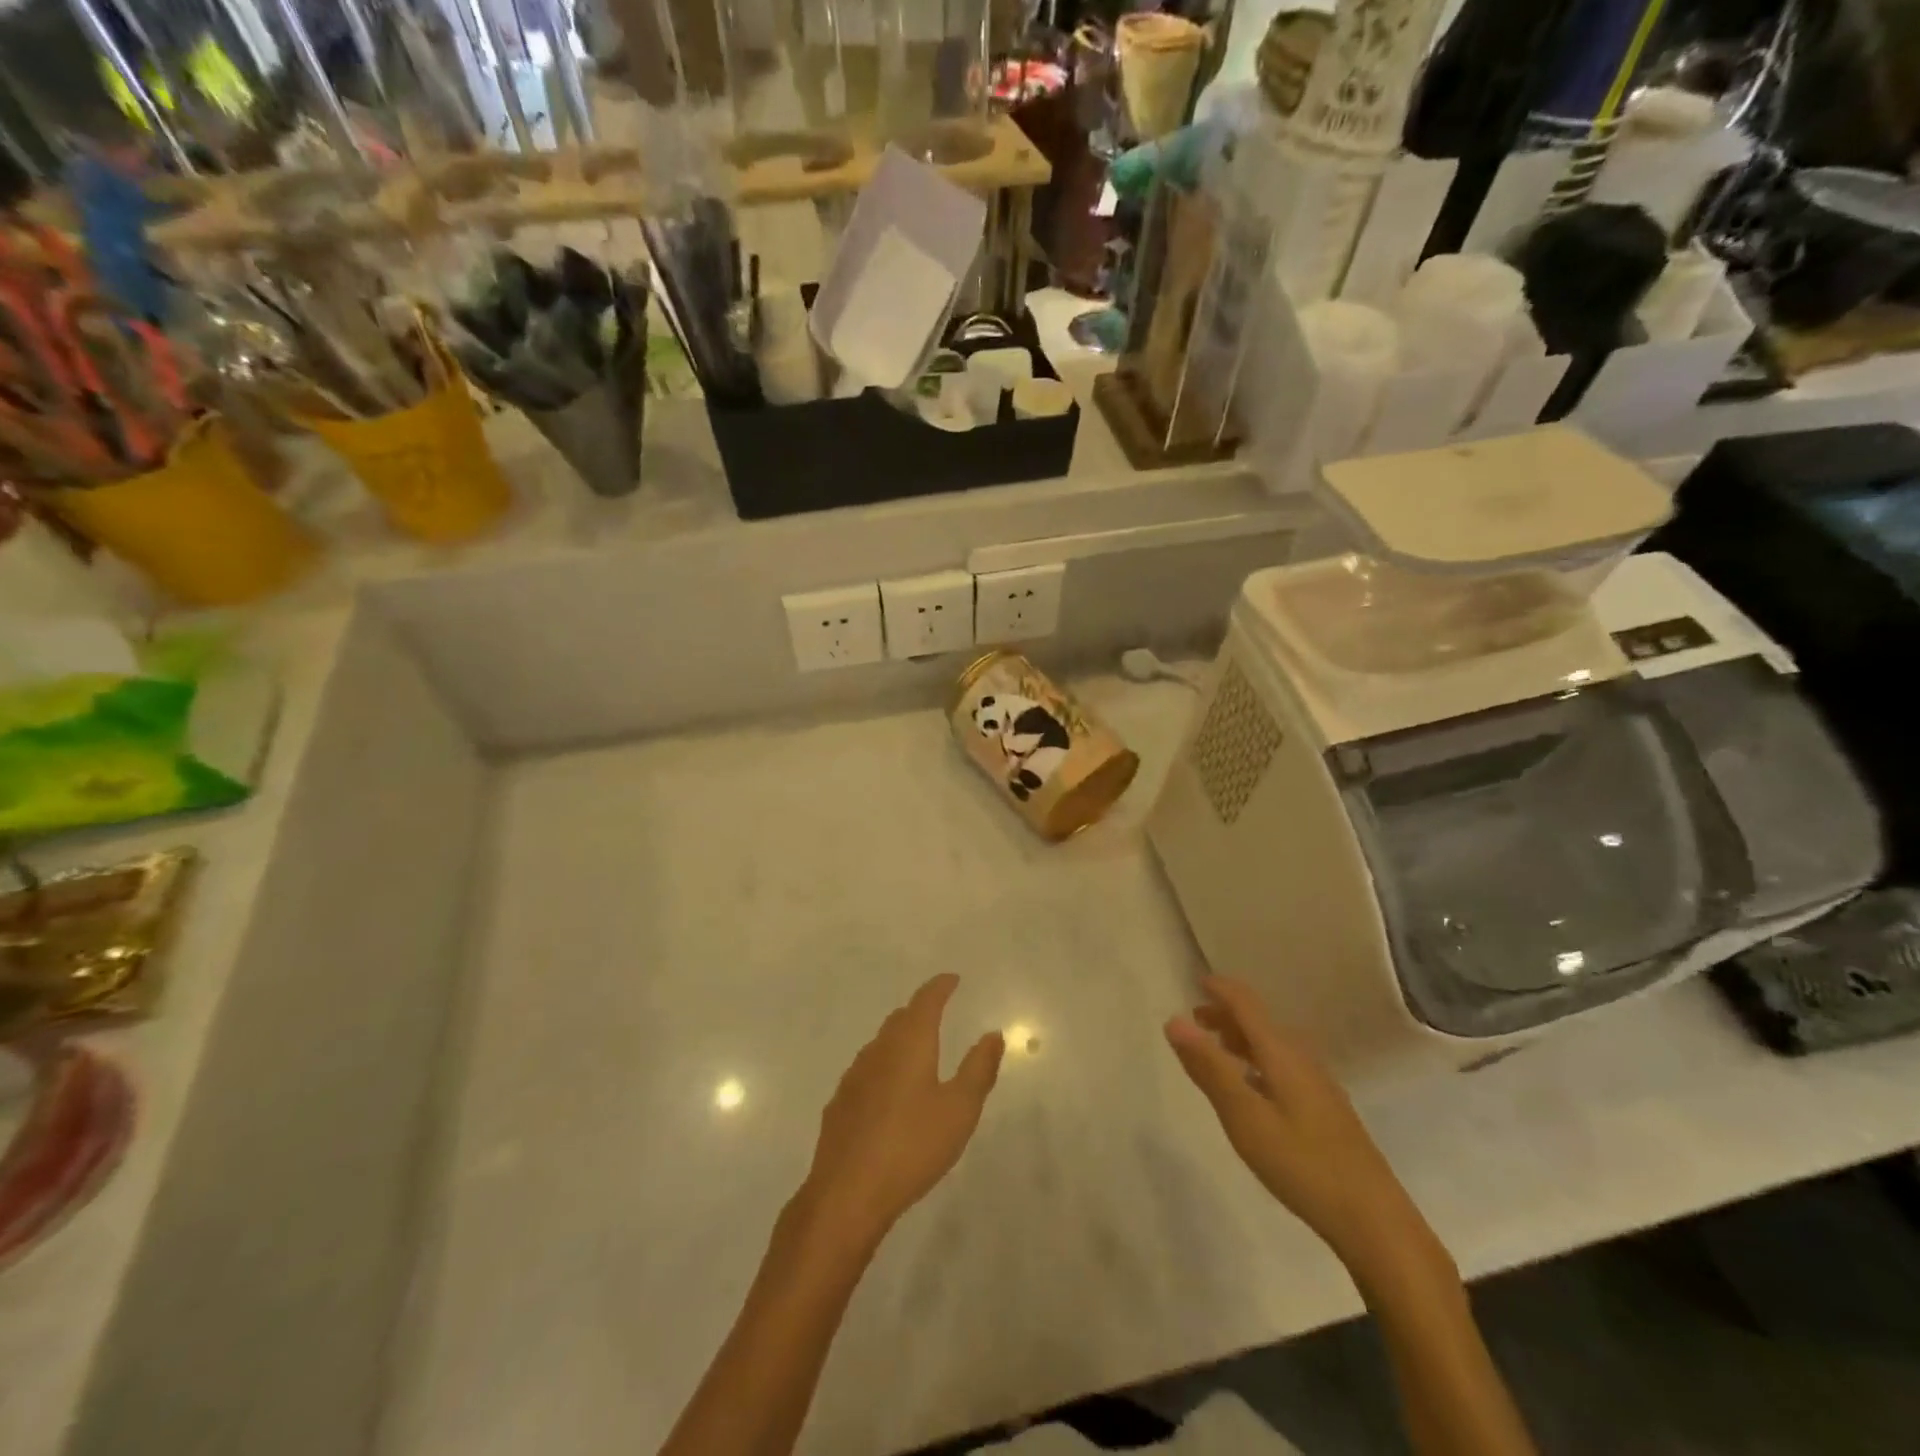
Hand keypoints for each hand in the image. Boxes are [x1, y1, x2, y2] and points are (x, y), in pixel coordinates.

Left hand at [802, 974, 1003, 1247]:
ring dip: (900, 1038)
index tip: (952, 979)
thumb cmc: (912, 1146)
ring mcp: (854, 1076)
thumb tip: (993, 1034)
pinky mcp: (840, 1104)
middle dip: (920, 1011)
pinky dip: (884, 1067)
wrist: (847, 1193)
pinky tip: (889, 1091)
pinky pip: (867, 1071)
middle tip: (938, 1011)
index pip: (925, 1001)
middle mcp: (878, 1050)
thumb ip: (978, 1069)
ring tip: (917, 1049)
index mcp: (909, 1044)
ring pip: (880, 1044)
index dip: (940, 987)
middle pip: (900, 1019)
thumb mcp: (959, 1109)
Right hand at [1166, 977, 1437, 1278]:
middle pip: (1260, 1022)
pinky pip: (1283, 1067)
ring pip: (1273, 1046)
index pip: (1247, 1004)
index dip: (1221, 989)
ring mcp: (1319, 1085)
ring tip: (1217, 1050)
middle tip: (1196, 1020)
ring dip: (1242, 1039)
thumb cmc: (1303, 1164)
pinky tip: (1252, 1089)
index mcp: (1282, 1053)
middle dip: (1227, 1015)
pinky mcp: (1326, 1110)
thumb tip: (1174, 1020)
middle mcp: (1302, 1059)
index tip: (1195, 981)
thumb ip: (1209, 1068)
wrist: (1375, 1221)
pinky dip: (1257, 1063)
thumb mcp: (1245, 1117)